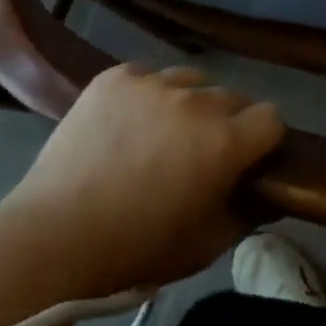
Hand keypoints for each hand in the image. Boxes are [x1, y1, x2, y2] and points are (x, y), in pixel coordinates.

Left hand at [4, 63, 284, 294]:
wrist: (54, 235)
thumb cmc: (136, 250)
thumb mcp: (205, 247)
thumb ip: (245, 215)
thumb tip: (264, 195)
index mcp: (225, 141)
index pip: (271, 118)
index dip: (264, 140)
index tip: (249, 160)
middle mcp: (196, 100)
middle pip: (232, 97)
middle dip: (227, 123)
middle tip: (201, 154)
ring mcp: (153, 82)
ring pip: (190, 81)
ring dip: (188, 104)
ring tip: (161, 134)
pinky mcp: (116, 76)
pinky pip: (147, 76)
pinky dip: (146, 96)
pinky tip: (127, 124)